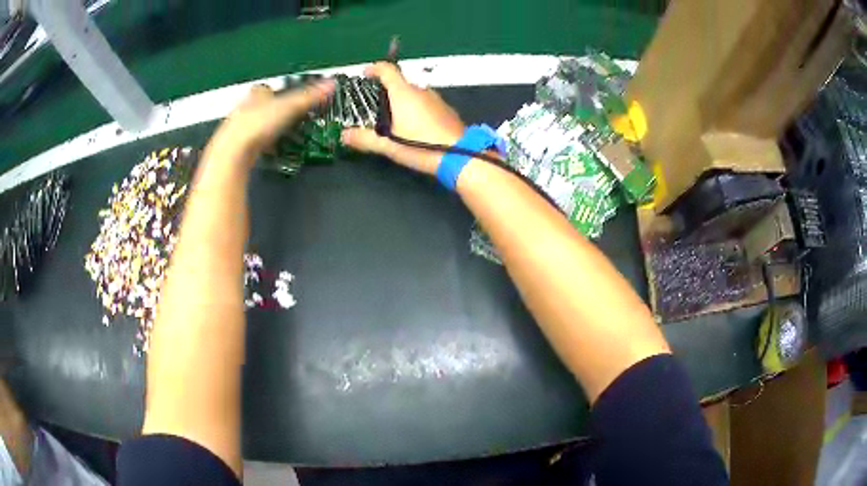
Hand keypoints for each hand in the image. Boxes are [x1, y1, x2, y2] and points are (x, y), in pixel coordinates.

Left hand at [209, 81, 334, 159]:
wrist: (232, 152)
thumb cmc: (259, 124)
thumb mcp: (290, 107)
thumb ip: (310, 97)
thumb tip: (332, 83)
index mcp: (257, 94)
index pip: (267, 89)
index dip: (277, 93)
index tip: (288, 100)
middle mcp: (245, 107)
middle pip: (261, 106)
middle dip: (272, 112)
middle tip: (288, 120)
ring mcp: (238, 127)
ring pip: (255, 124)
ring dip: (266, 129)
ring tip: (281, 137)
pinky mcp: (235, 146)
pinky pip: (251, 143)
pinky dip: (261, 145)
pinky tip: (269, 151)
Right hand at [341, 62, 465, 174]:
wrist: (461, 156)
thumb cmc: (421, 146)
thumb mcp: (388, 145)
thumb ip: (365, 139)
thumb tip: (344, 135)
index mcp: (404, 93)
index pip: (387, 70)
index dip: (374, 69)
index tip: (365, 73)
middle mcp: (421, 91)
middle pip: (400, 83)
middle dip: (387, 91)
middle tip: (376, 107)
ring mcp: (437, 99)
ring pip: (415, 94)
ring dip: (403, 102)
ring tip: (394, 120)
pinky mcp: (447, 110)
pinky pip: (427, 103)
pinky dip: (417, 109)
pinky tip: (415, 127)